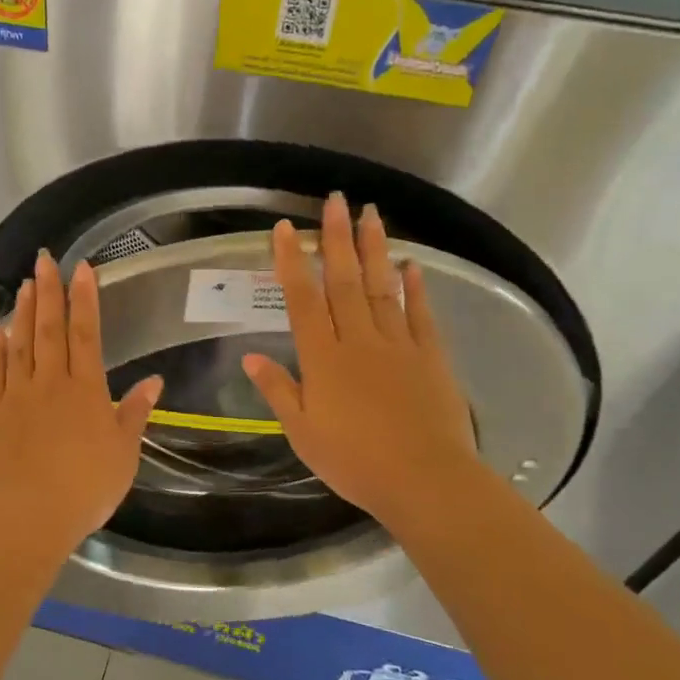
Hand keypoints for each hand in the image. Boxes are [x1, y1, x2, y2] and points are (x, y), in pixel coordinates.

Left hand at [0, 252, 163, 554]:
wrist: (26, 514)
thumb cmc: (84, 487)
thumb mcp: (123, 454)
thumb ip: (134, 414)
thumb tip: (154, 381)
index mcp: (86, 390)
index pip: (87, 334)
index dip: (85, 299)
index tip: (81, 268)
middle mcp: (49, 383)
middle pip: (49, 330)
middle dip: (49, 292)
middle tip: (43, 260)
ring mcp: (15, 395)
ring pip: (20, 345)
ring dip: (23, 313)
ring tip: (24, 286)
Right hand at [241, 194, 483, 534]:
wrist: (424, 479)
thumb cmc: (354, 462)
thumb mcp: (302, 432)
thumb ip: (278, 390)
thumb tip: (250, 356)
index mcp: (323, 359)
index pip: (302, 300)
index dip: (291, 262)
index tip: (285, 229)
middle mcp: (358, 340)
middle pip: (345, 281)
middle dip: (336, 238)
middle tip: (335, 200)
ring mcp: (398, 345)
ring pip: (382, 287)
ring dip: (375, 248)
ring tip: (371, 213)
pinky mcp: (430, 356)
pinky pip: (420, 313)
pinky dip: (415, 287)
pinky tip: (411, 264)